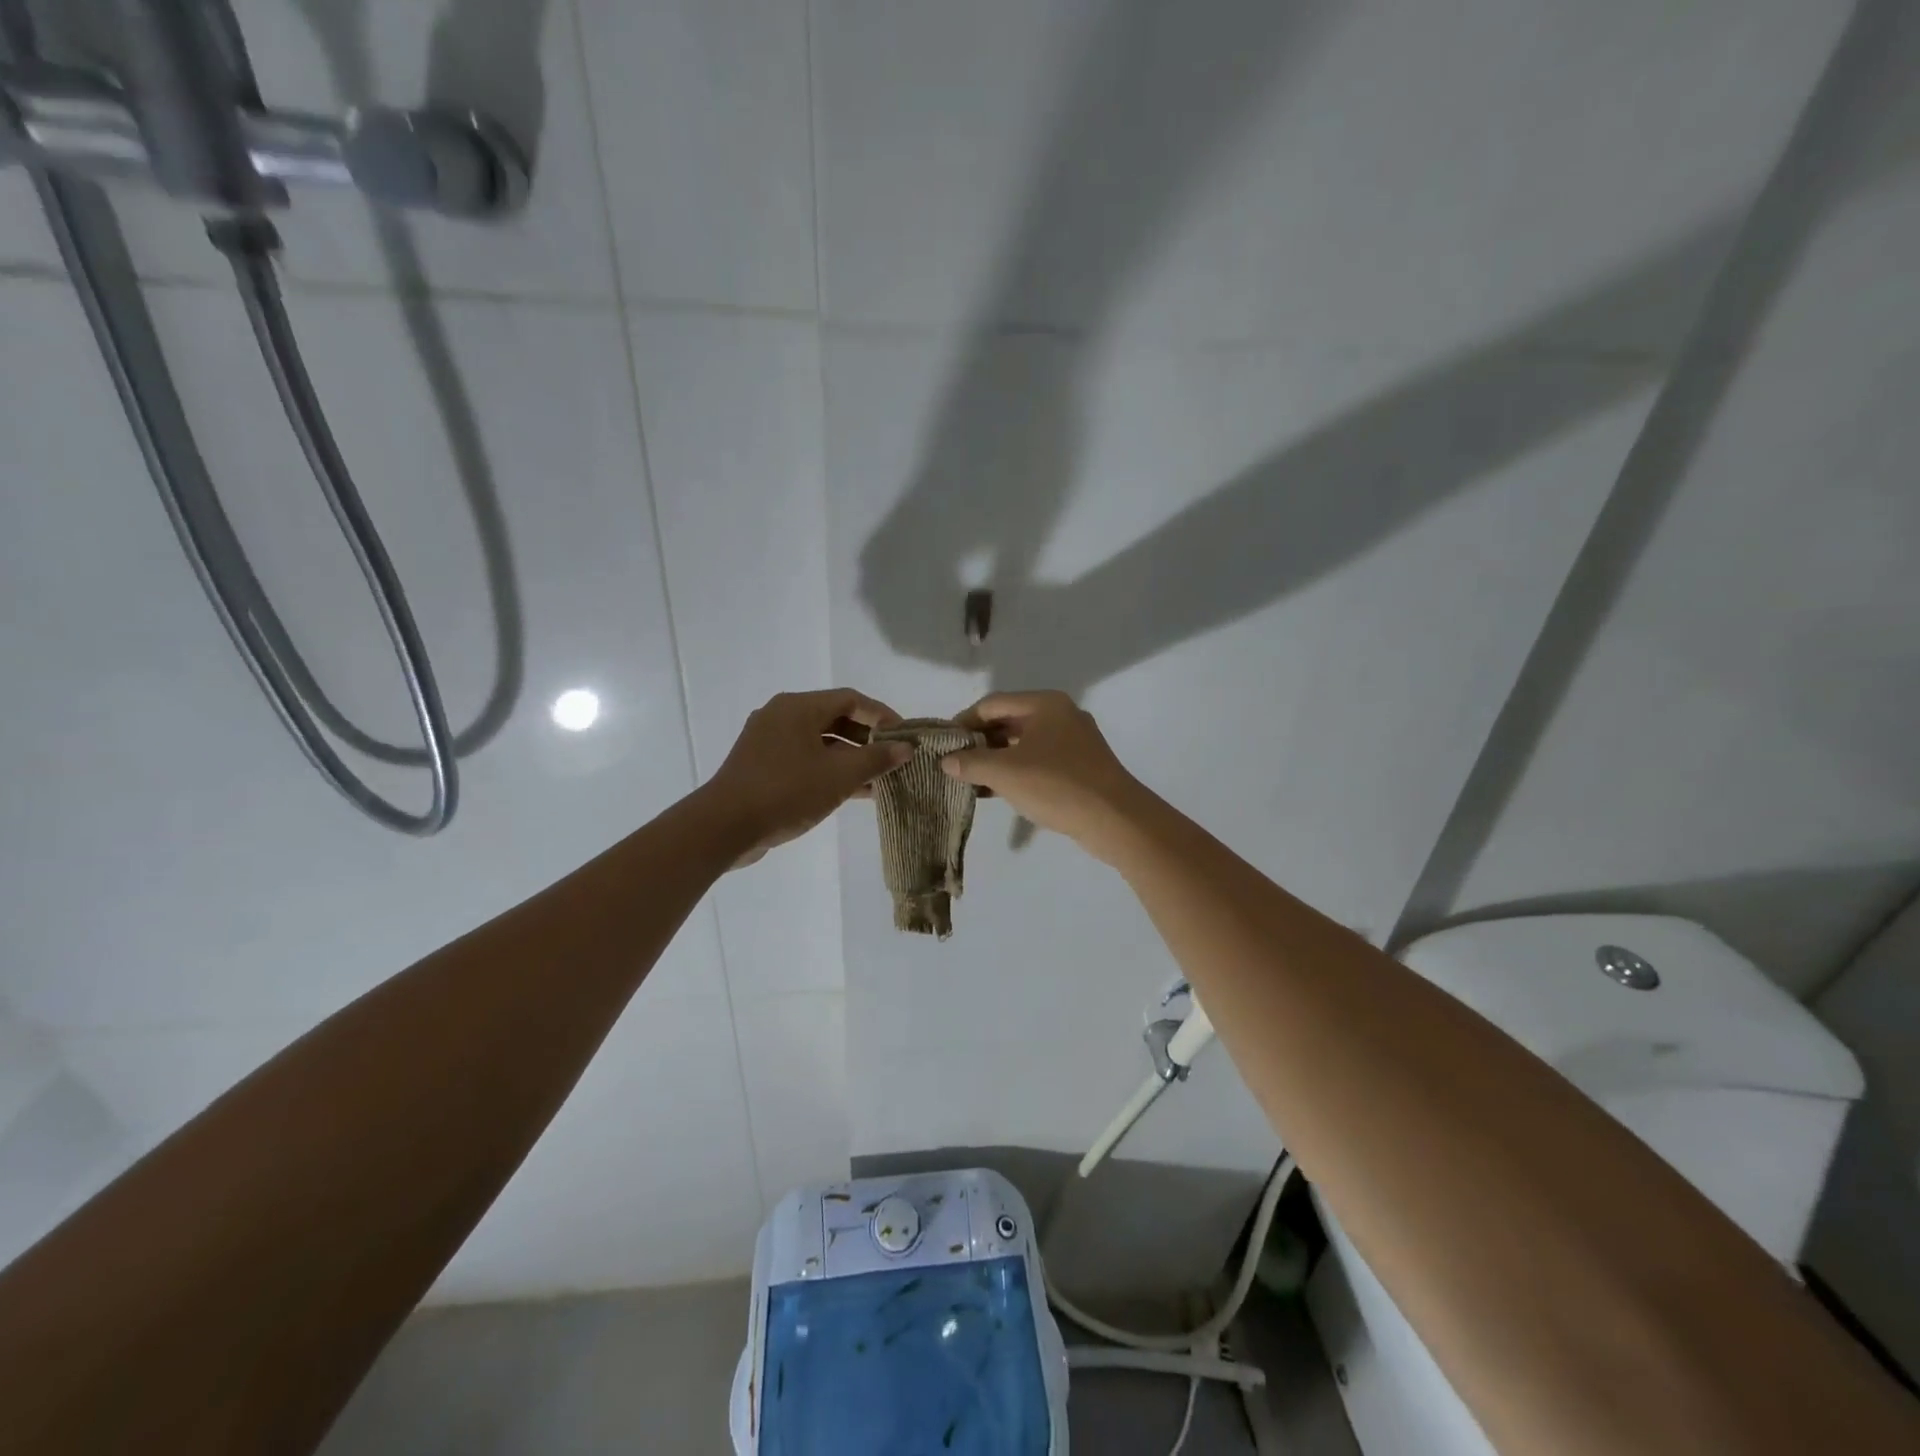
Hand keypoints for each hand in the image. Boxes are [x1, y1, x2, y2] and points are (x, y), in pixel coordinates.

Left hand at [700, 689, 910, 866]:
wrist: (724, 827)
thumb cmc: (787, 792)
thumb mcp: (839, 776)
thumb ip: (876, 759)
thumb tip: (906, 748)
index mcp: (798, 707)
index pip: (851, 699)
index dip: (882, 716)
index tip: (905, 737)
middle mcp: (781, 715)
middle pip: (834, 718)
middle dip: (867, 739)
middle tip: (893, 759)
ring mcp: (768, 741)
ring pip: (820, 742)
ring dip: (850, 758)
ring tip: (879, 780)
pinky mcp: (761, 766)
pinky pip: (804, 758)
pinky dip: (828, 769)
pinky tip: (851, 792)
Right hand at [941, 691, 1151, 857]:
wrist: (1115, 819)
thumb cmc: (1057, 785)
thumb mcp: (1006, 773)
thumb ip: (971, 763)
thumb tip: (947, 760)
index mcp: (1045, 704)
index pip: (993, 704)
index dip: (964, 721)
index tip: (943, 742)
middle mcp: (1061, 715)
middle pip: (1009, 721)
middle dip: (979, 742)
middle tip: (953, 762)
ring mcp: (1073, 741)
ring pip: (1023, 744)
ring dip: (996, 759)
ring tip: (969, 779)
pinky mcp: (1080, 766)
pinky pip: (1038, 761)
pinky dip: (1016, 772)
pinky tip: (995, 791)